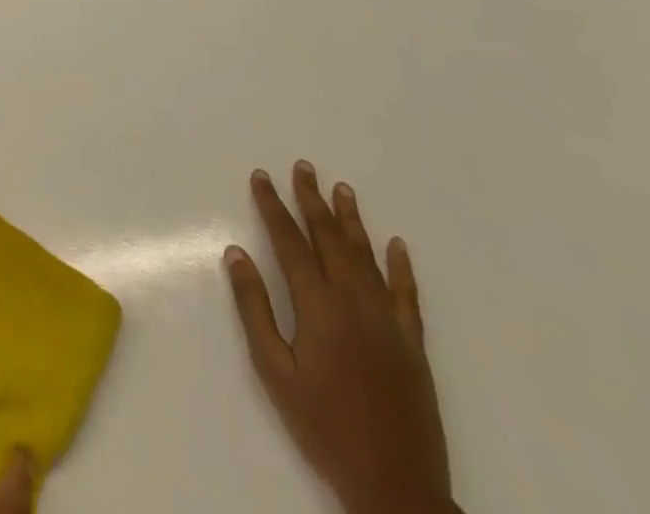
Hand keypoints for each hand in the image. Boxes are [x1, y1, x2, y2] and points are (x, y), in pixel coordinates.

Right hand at [224, 163, 455, 513]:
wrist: (396, 488)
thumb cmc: (324, 427)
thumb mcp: (275, 372)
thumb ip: (254, 309)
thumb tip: (236, 254)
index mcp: (317, 306)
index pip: (289, 241)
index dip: (273, 205)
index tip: (261, 176)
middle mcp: (354, 301)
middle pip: (329, 238)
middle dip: (312, 199)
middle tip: (303, 167)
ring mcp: (388, 320)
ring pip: (366, 256)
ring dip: (352, 219)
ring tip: (342, 188)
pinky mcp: (412, 343)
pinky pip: (407, 294)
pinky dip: (401, 266)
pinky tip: (397, 244)